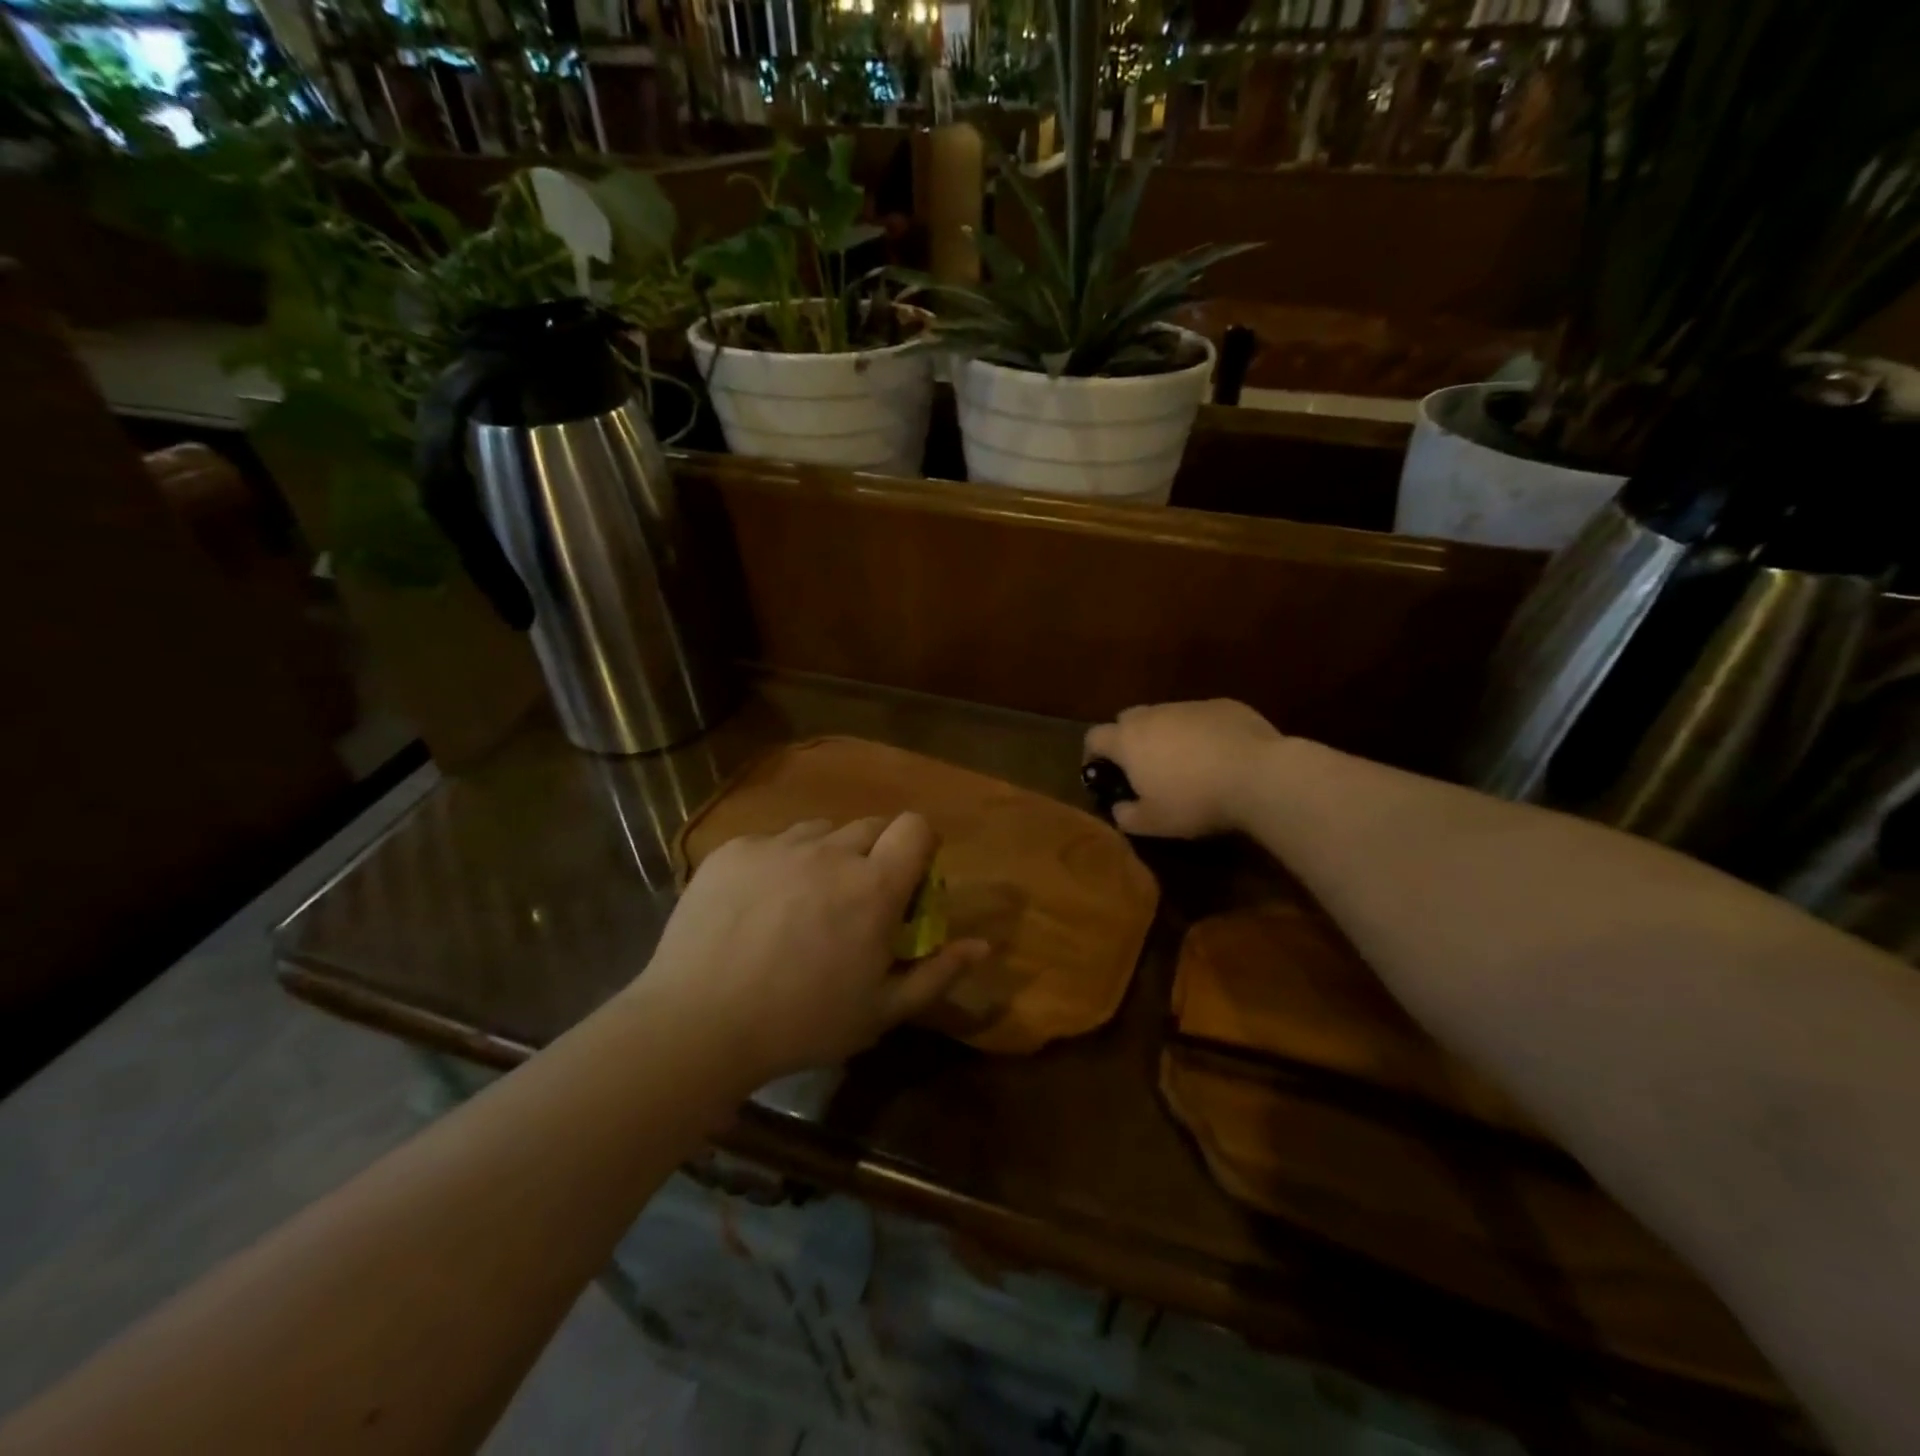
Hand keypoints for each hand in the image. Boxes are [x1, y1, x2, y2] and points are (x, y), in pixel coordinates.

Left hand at [640, 814, 989, 1084]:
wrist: (697, 1024)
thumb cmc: (802, 1023)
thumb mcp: (881, 1011)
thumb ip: (937, 973)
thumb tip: (982, 945)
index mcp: (873, 886)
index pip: (916, 826)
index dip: (921, 844)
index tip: (911, 876)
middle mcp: (830, 851)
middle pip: (871, 825)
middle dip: (876, 853)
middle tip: (857, 899)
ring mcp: (778, 845)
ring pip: (821, 831)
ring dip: (828, 855)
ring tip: (805, 900)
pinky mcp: (735, 850)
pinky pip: (773, 842)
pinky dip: (780, 863)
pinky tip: (759, 906)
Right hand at [1083, 700, 1283, 838]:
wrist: (1259, 776)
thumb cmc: (1195, 801)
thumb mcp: (1154, 823)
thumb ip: (1126, 815)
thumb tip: (1119, 808)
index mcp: (1128, 740)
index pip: (1094, 737)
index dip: (1092, 754)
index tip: (1101, 772)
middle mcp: (1154, 714)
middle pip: (1128, 719)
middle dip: (1129, 739)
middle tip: (1143, 767)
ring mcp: (1190, 706)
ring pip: (1167, 716)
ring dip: (1167, 735)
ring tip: (1185, 763)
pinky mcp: (1225, 705)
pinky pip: (1202, 717)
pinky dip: (1201, 732)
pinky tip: (1219, 755)